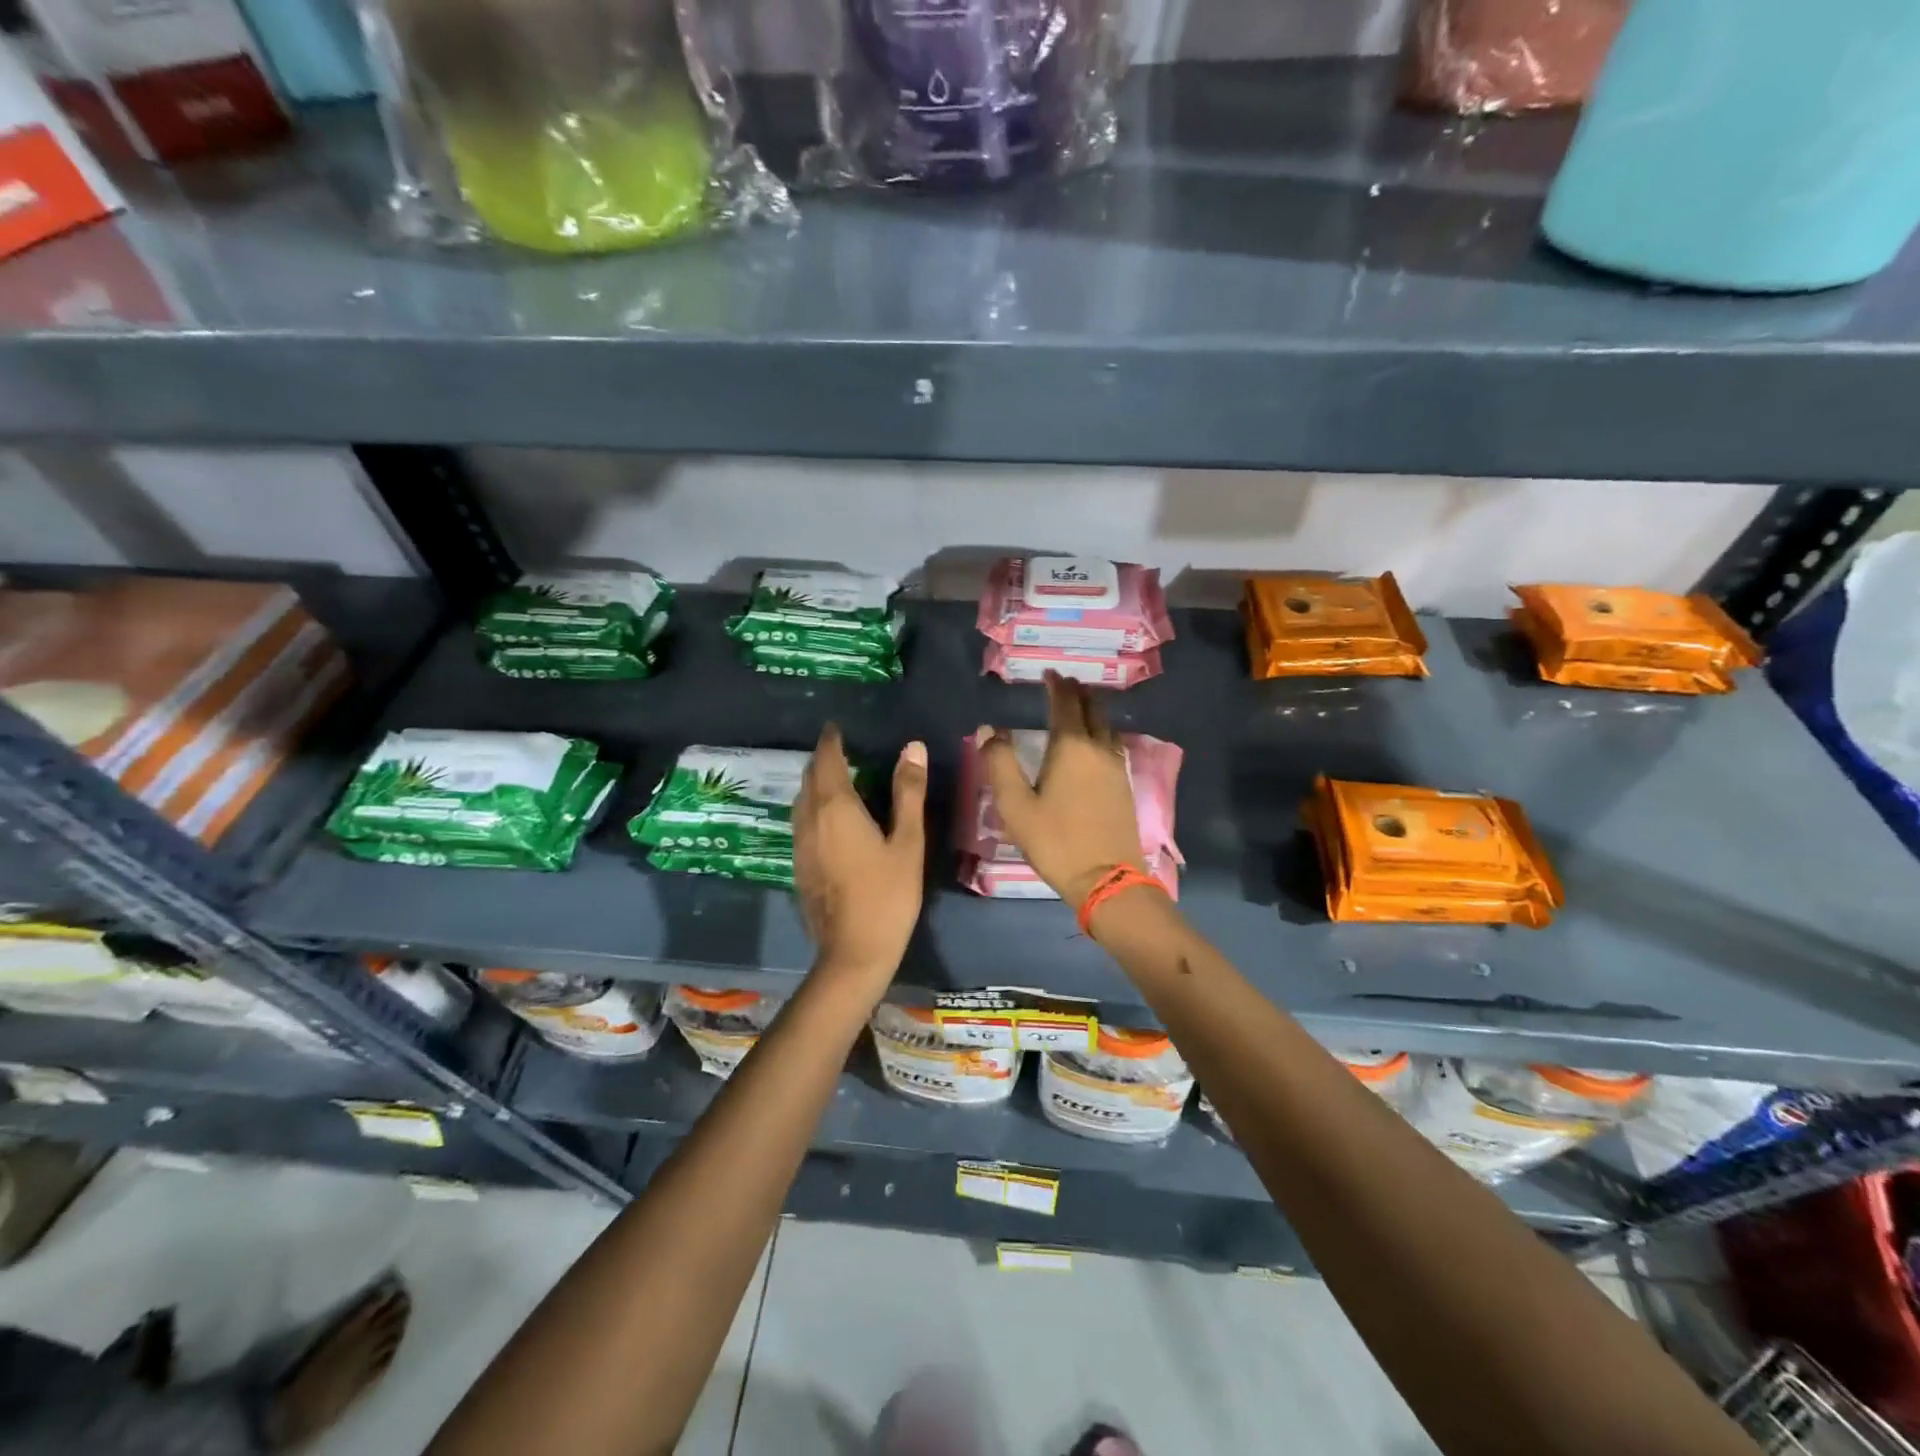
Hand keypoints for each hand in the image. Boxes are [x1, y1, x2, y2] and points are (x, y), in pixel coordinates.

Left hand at [792, 725, 926, 990]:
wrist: (854, 952)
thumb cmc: (888, 895)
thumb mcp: (908, 842)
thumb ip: (908, 792)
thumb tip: (912, 747)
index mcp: (836, 808)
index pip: (826, 760)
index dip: (831, 740)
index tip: (837, 726)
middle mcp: (810, 819)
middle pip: (809, 777)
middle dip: (822, 759)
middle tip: (842, 748)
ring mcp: (800, 844)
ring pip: (801, 800)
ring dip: (815, 782)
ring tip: (838, 777)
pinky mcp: (799, 865)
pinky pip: (802, 821)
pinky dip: (814, 806)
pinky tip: (832, 817)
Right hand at [978, 672, 1143, 908]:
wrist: (1107, 878)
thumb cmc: (1056, 841)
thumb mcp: (1015, 806)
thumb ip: (1000, 763)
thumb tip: (988, 730)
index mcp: (1071, 747)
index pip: (1065, 704)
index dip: (1057, 686)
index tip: (1049, 674)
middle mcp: (1098, 748)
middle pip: (1092, 709)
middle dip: (1078, 692)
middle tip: (1064, 684)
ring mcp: (1116, 767)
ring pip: (1106, 726)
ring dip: (1092, 710)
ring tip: (1079, 706)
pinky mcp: (1124, 785)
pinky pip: (1113, 744)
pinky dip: (1101, 731)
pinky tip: (1095, 742)